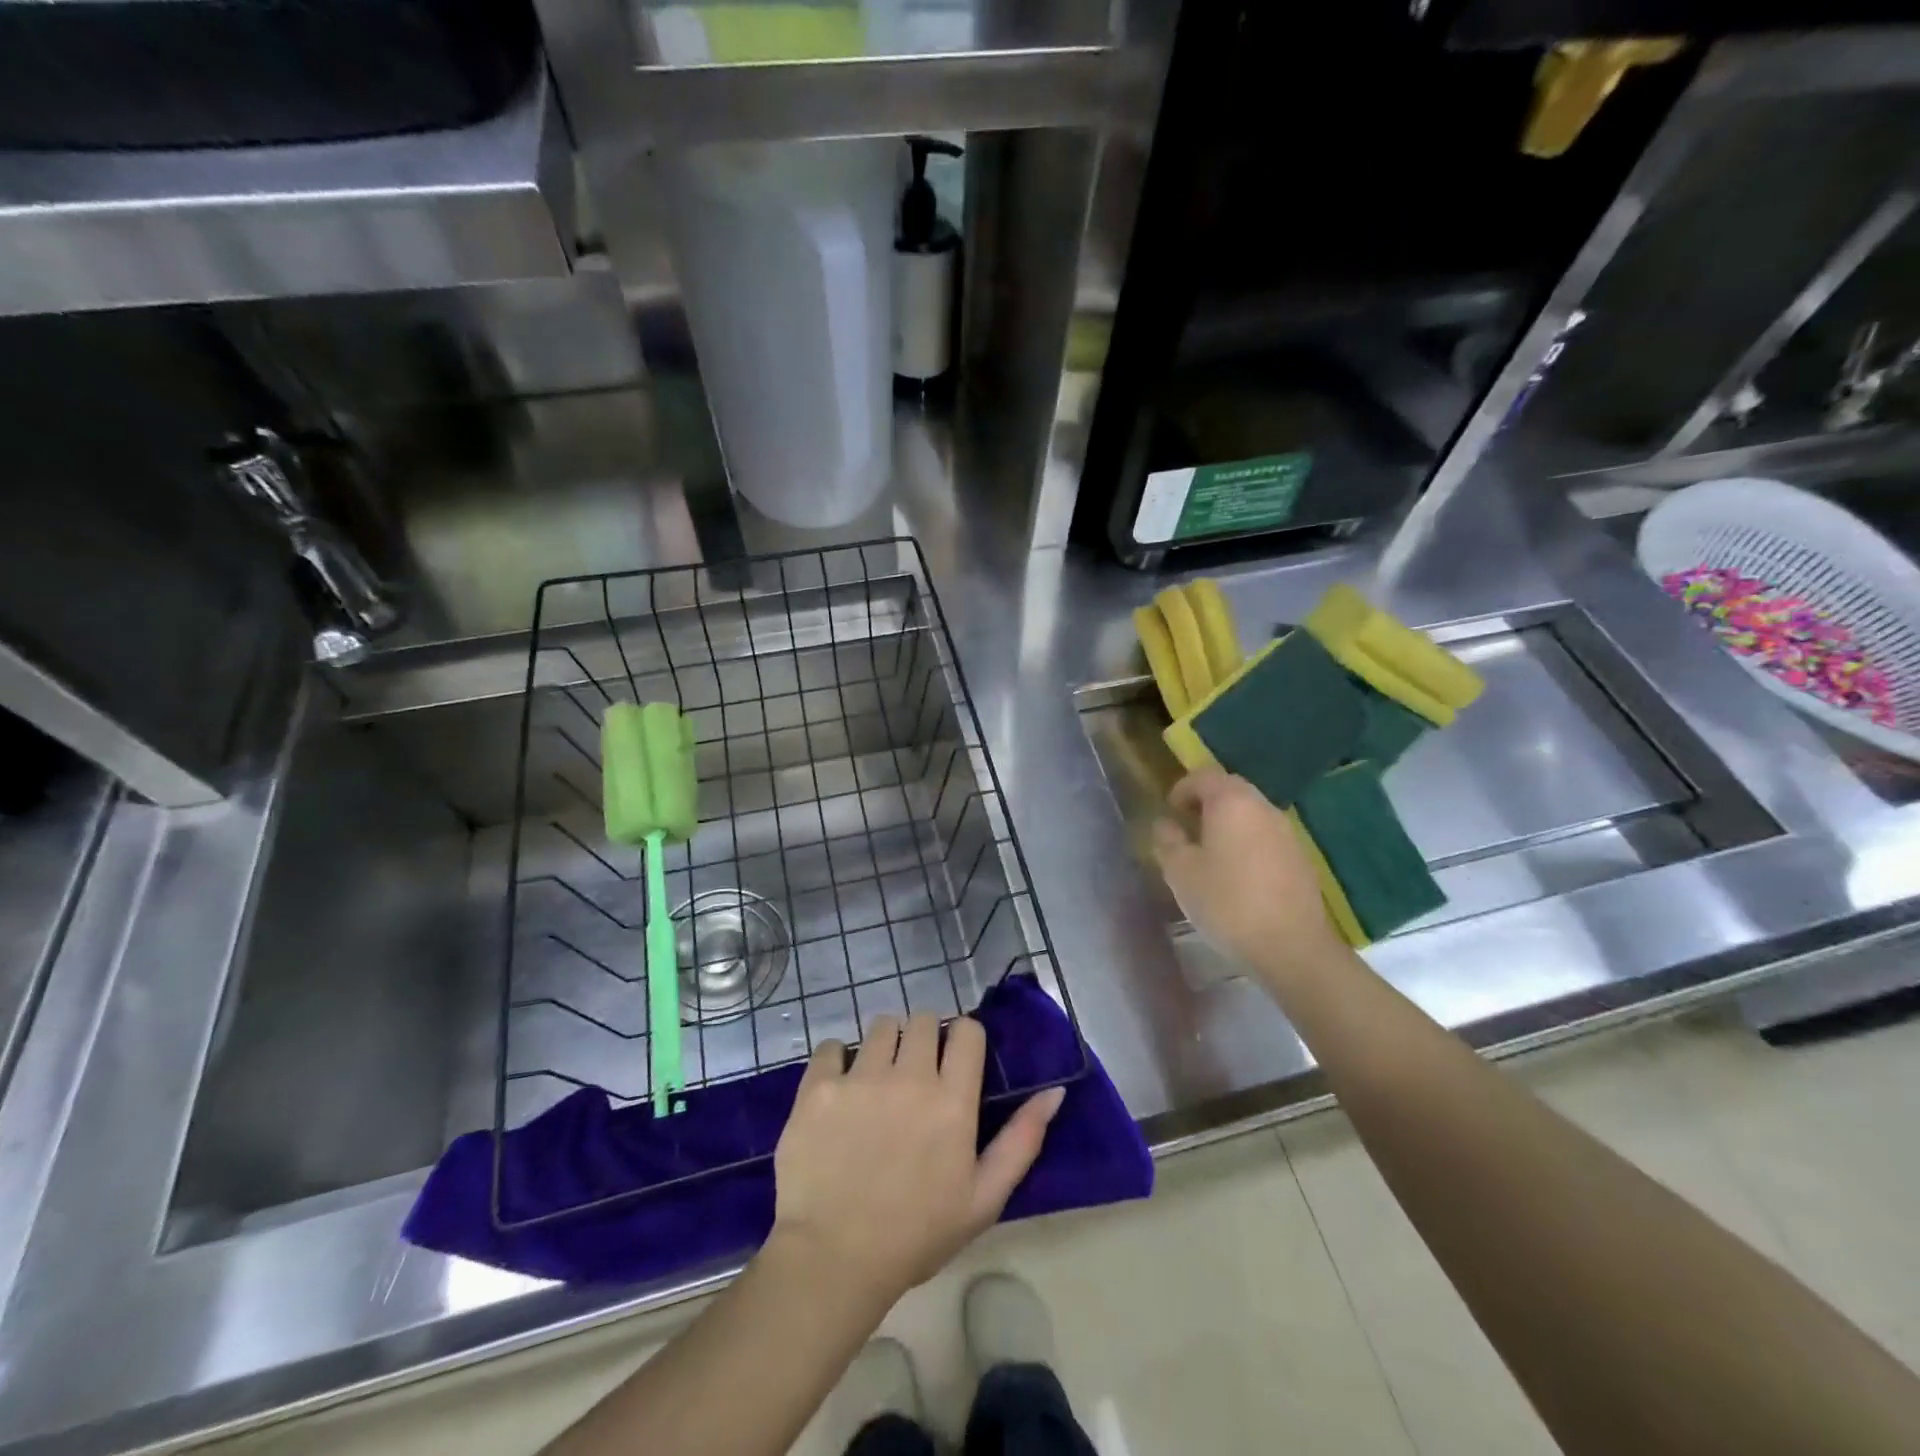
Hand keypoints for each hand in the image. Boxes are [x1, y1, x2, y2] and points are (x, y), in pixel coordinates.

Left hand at [768, 1014, 1064, 1309]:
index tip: (954, 1061)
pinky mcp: (819, 1086)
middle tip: (915, 1073)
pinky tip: (839, 1091)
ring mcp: (861, 1077)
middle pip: (922, 1019)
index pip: (966, 1030)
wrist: (833, 1260)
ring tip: (877, 1080)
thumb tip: (1054, 1092)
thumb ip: (1022, 1140)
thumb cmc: (916, 1235)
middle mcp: (909, 1076)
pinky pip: (831, 1046)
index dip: (963, 1039)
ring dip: (885, 1044)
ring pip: (881, 1026)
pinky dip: (837, 1060)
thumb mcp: (984, 1198)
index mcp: (953, 1100)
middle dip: (924, 1038)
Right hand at [1152, 769, 1346, 985]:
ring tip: (1210, 855)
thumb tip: (1165, 823)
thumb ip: (1168, 840)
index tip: (1169, 811)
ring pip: (1250, 814)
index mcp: (1231, 802)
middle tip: (1187, 830)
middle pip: (1231, 791)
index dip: (1182, 789)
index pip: (1203, 776)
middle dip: (1206, 804)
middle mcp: (1262, 807)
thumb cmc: (1227, 902)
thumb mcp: (1180, 872)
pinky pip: (1266, 837)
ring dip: (1229, 825)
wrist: (1291, 946)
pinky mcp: (1300, 858)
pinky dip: (1248, 844)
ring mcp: (1286, 832)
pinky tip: (1238, 876)